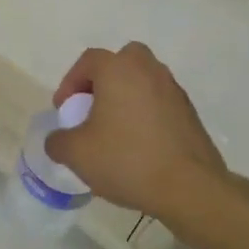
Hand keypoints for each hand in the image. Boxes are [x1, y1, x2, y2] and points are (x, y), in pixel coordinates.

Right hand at [46, 42, 230, 219]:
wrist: (188, 187)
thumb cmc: (126, 160)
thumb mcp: (76, 154)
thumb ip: (58, 141)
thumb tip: (58, 140)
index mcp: (119, 70)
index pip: (88, 60)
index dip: (70, 83)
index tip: (65, 110)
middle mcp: (148, 70)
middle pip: (122, 61)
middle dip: (103, 80)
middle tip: (93, 107)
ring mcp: (173, 90)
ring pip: (143, 81)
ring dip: (126, 96)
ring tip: (114, 130)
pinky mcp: (190, 113)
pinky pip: (159, 102)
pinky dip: (146, 114)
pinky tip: (138, 145)